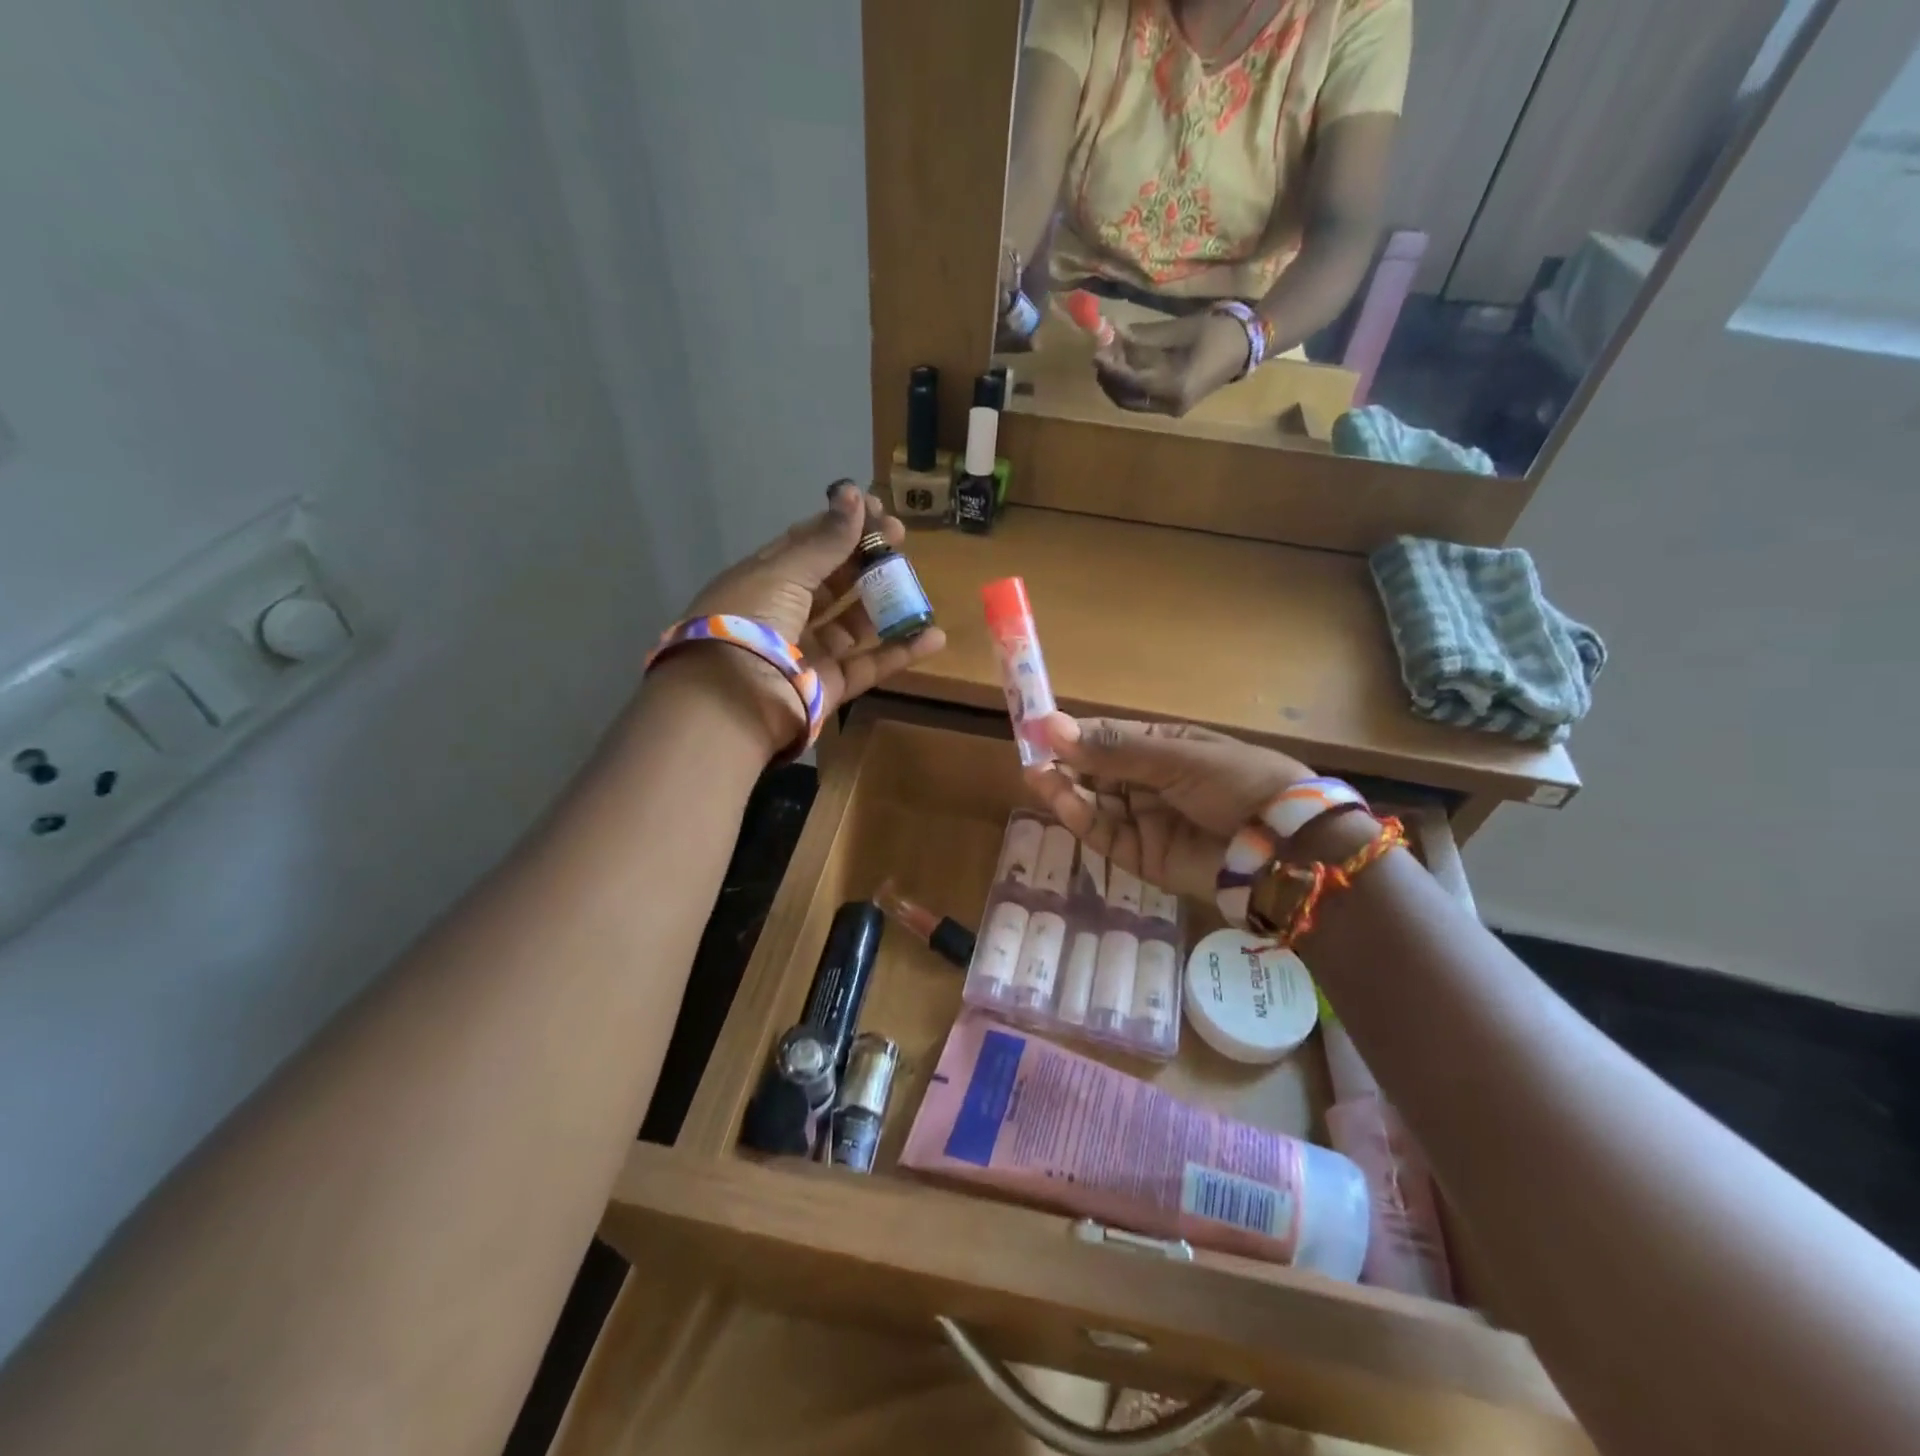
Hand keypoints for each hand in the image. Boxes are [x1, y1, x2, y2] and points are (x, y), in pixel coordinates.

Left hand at [664, 481, 946, 755]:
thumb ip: (825, 540)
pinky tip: (933, 634)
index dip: (841, 525)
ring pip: (854, 623)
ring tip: (917, 584)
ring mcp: (808, 652)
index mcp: (764, 580)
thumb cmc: (751, 622)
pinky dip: (901, 652)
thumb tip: (856, 494)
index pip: (806, 545)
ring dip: (886, 603)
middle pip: (833, 582)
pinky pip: (869, 665)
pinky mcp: (829, 686)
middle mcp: (785, 614)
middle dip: (867, 559)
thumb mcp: (784, 572)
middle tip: (901, 539)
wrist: (733, 701)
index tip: (877, 509)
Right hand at [1022, 714, 1311, 898]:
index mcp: (1162, 749)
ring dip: (1065, 791)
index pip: (1106, 738)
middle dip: (1063, 764)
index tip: (1036, 728)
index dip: (1071, 734)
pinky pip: (1105, 836)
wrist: (1284, 848)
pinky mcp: (1143, 858)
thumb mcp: (1175, 756)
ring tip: (1037, 777)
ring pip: (1093, 805)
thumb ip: (1112, 748)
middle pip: (1094, 773)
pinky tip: (1064, 803)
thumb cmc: (1236, 781)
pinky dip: (1083, 820)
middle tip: (1028, 756)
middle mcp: (1149, 783)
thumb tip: (1050, 725)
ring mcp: (1145, 821)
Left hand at [1093, 312, 1250, 416]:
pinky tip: (1123, 367)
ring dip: (1116, 383)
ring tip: (1108, 358)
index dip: (1112, 368)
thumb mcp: (1178, 329)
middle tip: (1099, 354)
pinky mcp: (1170, 406)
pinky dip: (1128, 386)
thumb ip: (1143, 337)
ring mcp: (1171, 410)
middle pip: (1126, 398)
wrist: (1245, 346)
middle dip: (1109, 378)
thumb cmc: (1216, 331)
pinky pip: (1141, 400)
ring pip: (1131, 402)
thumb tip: (1112, 333)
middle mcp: (1171, 405)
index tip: (1096, 352)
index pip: (1133, 382)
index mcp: (1177, 387)